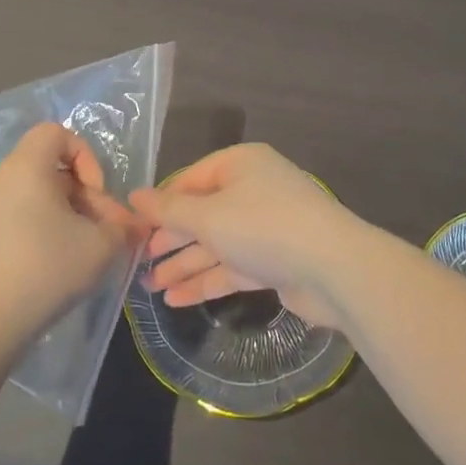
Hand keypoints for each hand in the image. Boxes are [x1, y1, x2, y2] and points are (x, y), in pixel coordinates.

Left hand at [0, 123, 141, 342]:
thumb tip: (134, 225)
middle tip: (105, 230)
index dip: (85, 156)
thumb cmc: (48, 267)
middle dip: (85, 195)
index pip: (57, 133)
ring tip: (87, 249)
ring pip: (39, 194)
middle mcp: (3, 178)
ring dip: (69, 214)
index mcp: (27, 167)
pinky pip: (21, 215)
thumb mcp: (101, 244)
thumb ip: (123, 227)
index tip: (96, 193)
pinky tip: (59, 262)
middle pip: (52, 168)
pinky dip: (45, 228)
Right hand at [131, 144, 363, 330]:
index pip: (190, 180)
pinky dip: (206, 280)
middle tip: (137, 263)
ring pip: (216, 243)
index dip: (160, 204)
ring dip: (184, 264)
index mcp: (240, 164)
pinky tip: (176, 300)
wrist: (333, 269)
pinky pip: (232, 266)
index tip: (132, 228)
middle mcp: (253, 190)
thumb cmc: (263, 227)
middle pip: (202, 213)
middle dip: (170, 240)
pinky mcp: (275, 261)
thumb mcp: (208, 216)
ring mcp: (266, 226)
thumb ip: (168, 210)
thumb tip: (133, 197)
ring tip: (149, 288)